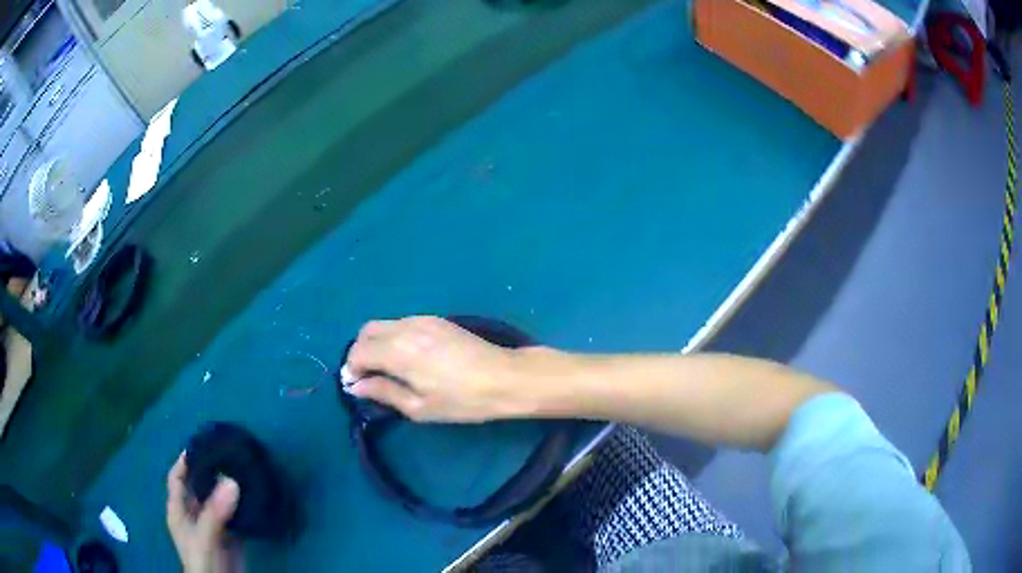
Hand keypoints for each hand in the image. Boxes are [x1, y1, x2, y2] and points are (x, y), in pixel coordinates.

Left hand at [166, 454, 243, 572]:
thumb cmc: (202, 560)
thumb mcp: (204, 536)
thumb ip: (214, 511)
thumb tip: (231, 480)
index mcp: (179, 510)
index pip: (177, 478)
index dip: (184, 461)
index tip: (201, 444)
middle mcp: (194, 514)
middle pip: (199, 486)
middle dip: (210, 471)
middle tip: (228, 455)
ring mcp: (213, 526)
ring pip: (218, 501)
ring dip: (228, 488)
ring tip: (243, 471)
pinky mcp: (231, 537)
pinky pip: (235, 516)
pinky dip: (242, 506)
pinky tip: (253, 497)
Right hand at [347, 316, 541, 421]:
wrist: (504, 378)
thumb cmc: (461, 400)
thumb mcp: (419, 407)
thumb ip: (383, 392)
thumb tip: (356, 385)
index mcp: (397, 351)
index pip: (358, 351)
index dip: (352, 368)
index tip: (357, 386)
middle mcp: (405, 328)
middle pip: (367, 331)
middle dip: (361, 351)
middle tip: (370, 376)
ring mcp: (422, 320)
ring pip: (385, 324)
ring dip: (377, 343)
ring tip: (389, 369)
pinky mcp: (437, 319)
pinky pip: (403, 323)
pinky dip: (394, 337)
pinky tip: (409, 358)